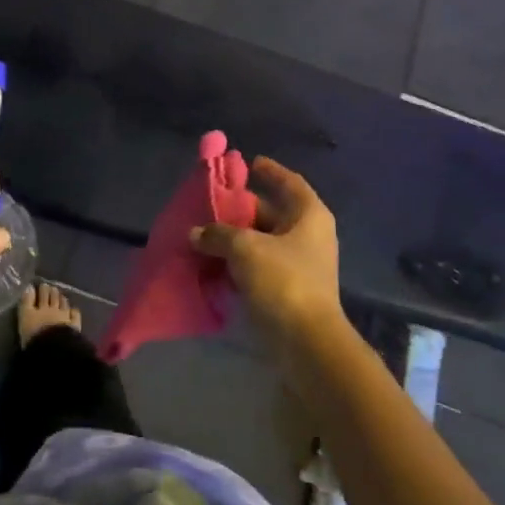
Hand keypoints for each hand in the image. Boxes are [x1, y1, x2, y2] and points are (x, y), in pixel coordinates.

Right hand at [191, 157, 342, 344]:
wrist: (305, 342)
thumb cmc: (283, 281)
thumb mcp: (245, 249)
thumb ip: (218, 234)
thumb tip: (195, 233)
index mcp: (309, 216)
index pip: (289, 182)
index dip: (270, 171)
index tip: (249, 163)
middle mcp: (309, 236)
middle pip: (273, 212)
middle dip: (242, 209)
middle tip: (212, 203)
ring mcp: (300, 265)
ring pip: (263, 242)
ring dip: (236, 238)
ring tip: (205, 232)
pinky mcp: (288, 290)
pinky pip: (259, 266)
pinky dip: (239, 262)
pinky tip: (213, 262)